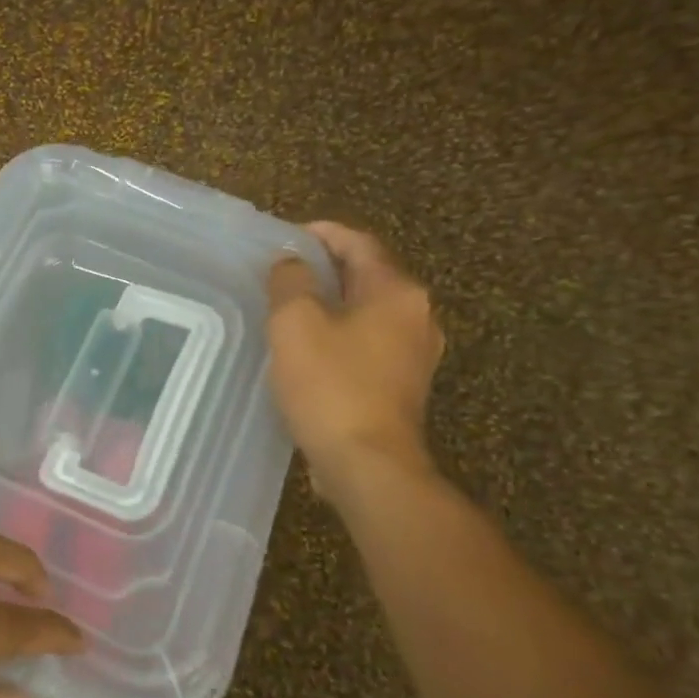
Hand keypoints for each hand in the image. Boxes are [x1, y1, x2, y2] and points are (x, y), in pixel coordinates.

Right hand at [266, 222, 444, 503]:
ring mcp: (415, 354)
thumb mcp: (295, 322)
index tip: (286, 236)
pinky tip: (309, 350)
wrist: (367, 463)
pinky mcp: (402, 386)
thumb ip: (290, 281)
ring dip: (332, 304)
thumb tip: (291, 263)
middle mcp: (417, 316)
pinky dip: (340, 335)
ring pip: (368, 313)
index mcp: (397, 292)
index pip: (360, 244)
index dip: (322, 234)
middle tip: (282, 272)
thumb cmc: (330, 385)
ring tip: (290, 309)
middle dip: (326, 269)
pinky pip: (368, 344)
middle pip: (368, 276)